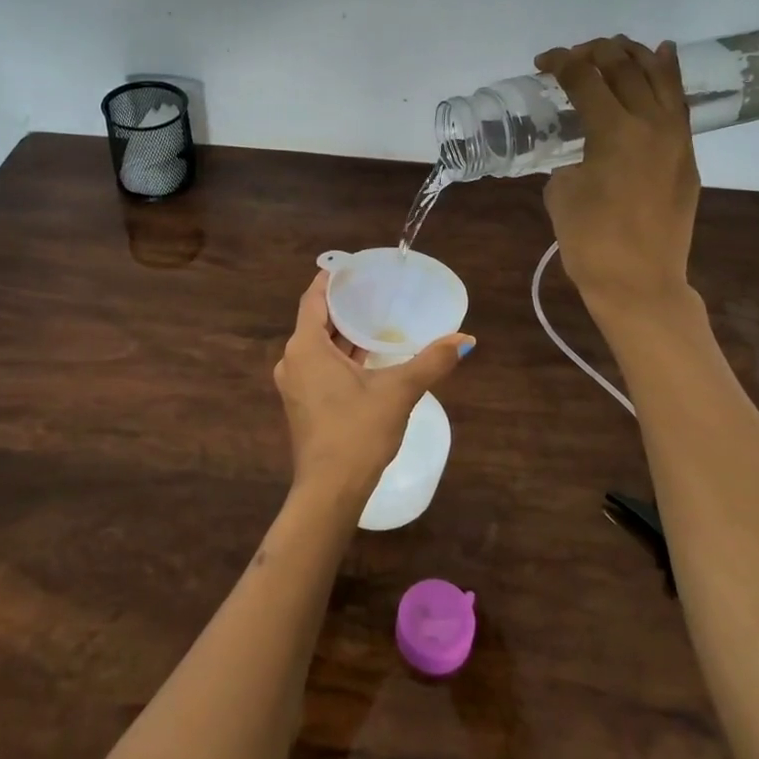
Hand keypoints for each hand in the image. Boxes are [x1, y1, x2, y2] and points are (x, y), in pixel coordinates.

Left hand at [273, 271, 471, 506]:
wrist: (330, 492)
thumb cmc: (357, 432)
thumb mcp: (399, 392)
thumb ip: (432, 361)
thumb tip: (465, 339)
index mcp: (306, 347)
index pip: (313, 298)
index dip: (330, 280)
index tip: (352, 267)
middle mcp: (293, 360)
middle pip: (316, 321)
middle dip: (343, 306)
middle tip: (374, 291)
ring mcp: (295, 385)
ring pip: (318, 346)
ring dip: (343, 334)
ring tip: (375, 319)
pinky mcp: (303, 404)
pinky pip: (319, 366)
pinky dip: (340, 356)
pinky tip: (368, 357)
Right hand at [534, 36, 700, 321]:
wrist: (639, 283)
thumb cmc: (590, 242)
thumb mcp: (561, 192)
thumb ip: (570, 159)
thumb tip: (583, 152)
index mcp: (613, 131)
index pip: (585, 79)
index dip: (560, 63)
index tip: (542, 62)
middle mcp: (650, 123)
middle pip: (623, 67)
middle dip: (594, 52)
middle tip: (572, 58)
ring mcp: (676, 138)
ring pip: (659, 76)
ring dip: (633, 55)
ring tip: (613, 49)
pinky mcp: (687, 155)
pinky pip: (679, 102)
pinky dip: (668, 76)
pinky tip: (661, 56)